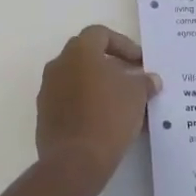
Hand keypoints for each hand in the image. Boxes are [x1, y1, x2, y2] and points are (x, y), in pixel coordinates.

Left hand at [35, 26, 159, 192]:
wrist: (75, 161)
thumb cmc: (109, 116)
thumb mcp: (137, 95)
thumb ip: (144, 82)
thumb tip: (150, 80)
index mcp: (79, 52)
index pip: (100, 34)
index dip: (123, 45)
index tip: (140, 62)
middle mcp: (58, 65)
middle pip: (87, 56)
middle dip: (111, 65)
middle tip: (132, 80)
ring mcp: (48, 91)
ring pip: (78, 80)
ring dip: (99, 87)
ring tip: (123, 105)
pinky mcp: (45, 116)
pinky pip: (70, 102)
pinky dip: (88, 105)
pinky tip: (107, 123)